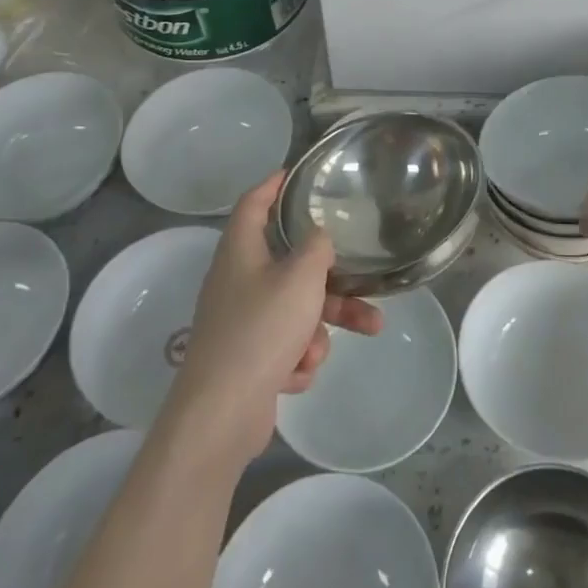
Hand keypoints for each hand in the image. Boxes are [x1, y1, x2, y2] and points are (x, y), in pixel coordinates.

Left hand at [168, 172, 381, 461]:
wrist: (221, 414)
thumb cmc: (261, 330)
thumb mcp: (301, 277)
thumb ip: (317, 247)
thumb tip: (318, 238)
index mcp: (240, 252)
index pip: (253, 203)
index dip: (273, 184)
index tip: (296, 173)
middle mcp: (237, 282)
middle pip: (292, 265)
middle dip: (333, 278)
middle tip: (366, 278)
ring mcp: (241, 322)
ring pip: (297, 309)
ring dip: (325, 324)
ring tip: (366, 331)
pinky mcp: (248, 359)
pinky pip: (286, 345)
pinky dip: (298, 357)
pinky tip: (297, 374)